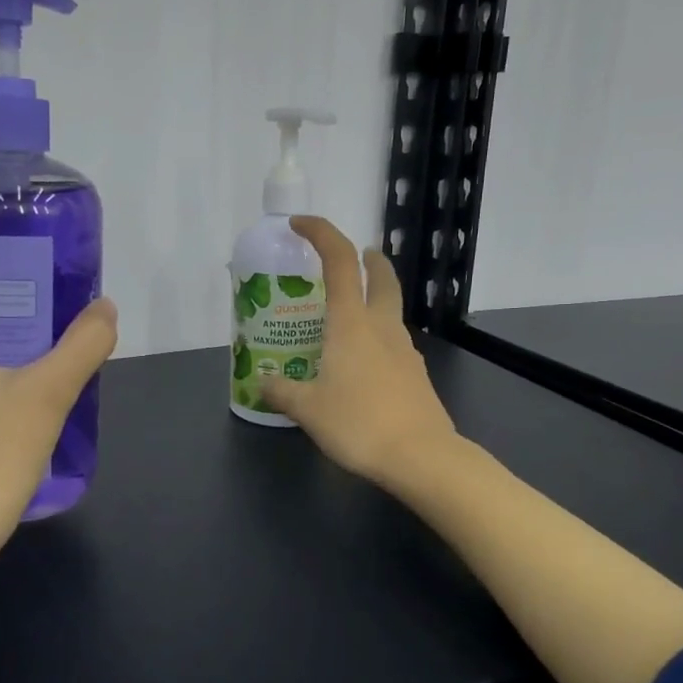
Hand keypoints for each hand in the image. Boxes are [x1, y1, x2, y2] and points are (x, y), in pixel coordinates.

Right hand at [261, 217, 457, 490]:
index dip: (321, 233)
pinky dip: (378, 338)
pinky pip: (393, 344)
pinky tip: (362, 365)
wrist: (420, 457)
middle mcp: (382, 327)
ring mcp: (405, 350)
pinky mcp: (416, 375)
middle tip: (357, 256)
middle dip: (369, 260)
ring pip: (390, 312)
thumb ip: (281, 391)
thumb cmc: (358, 423)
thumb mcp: (307, 409)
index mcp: (351, 323)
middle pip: (381, 277)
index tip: (300, 225)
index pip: (339, 261)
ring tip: (346, 320)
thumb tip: (261, 383)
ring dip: (373, 301)